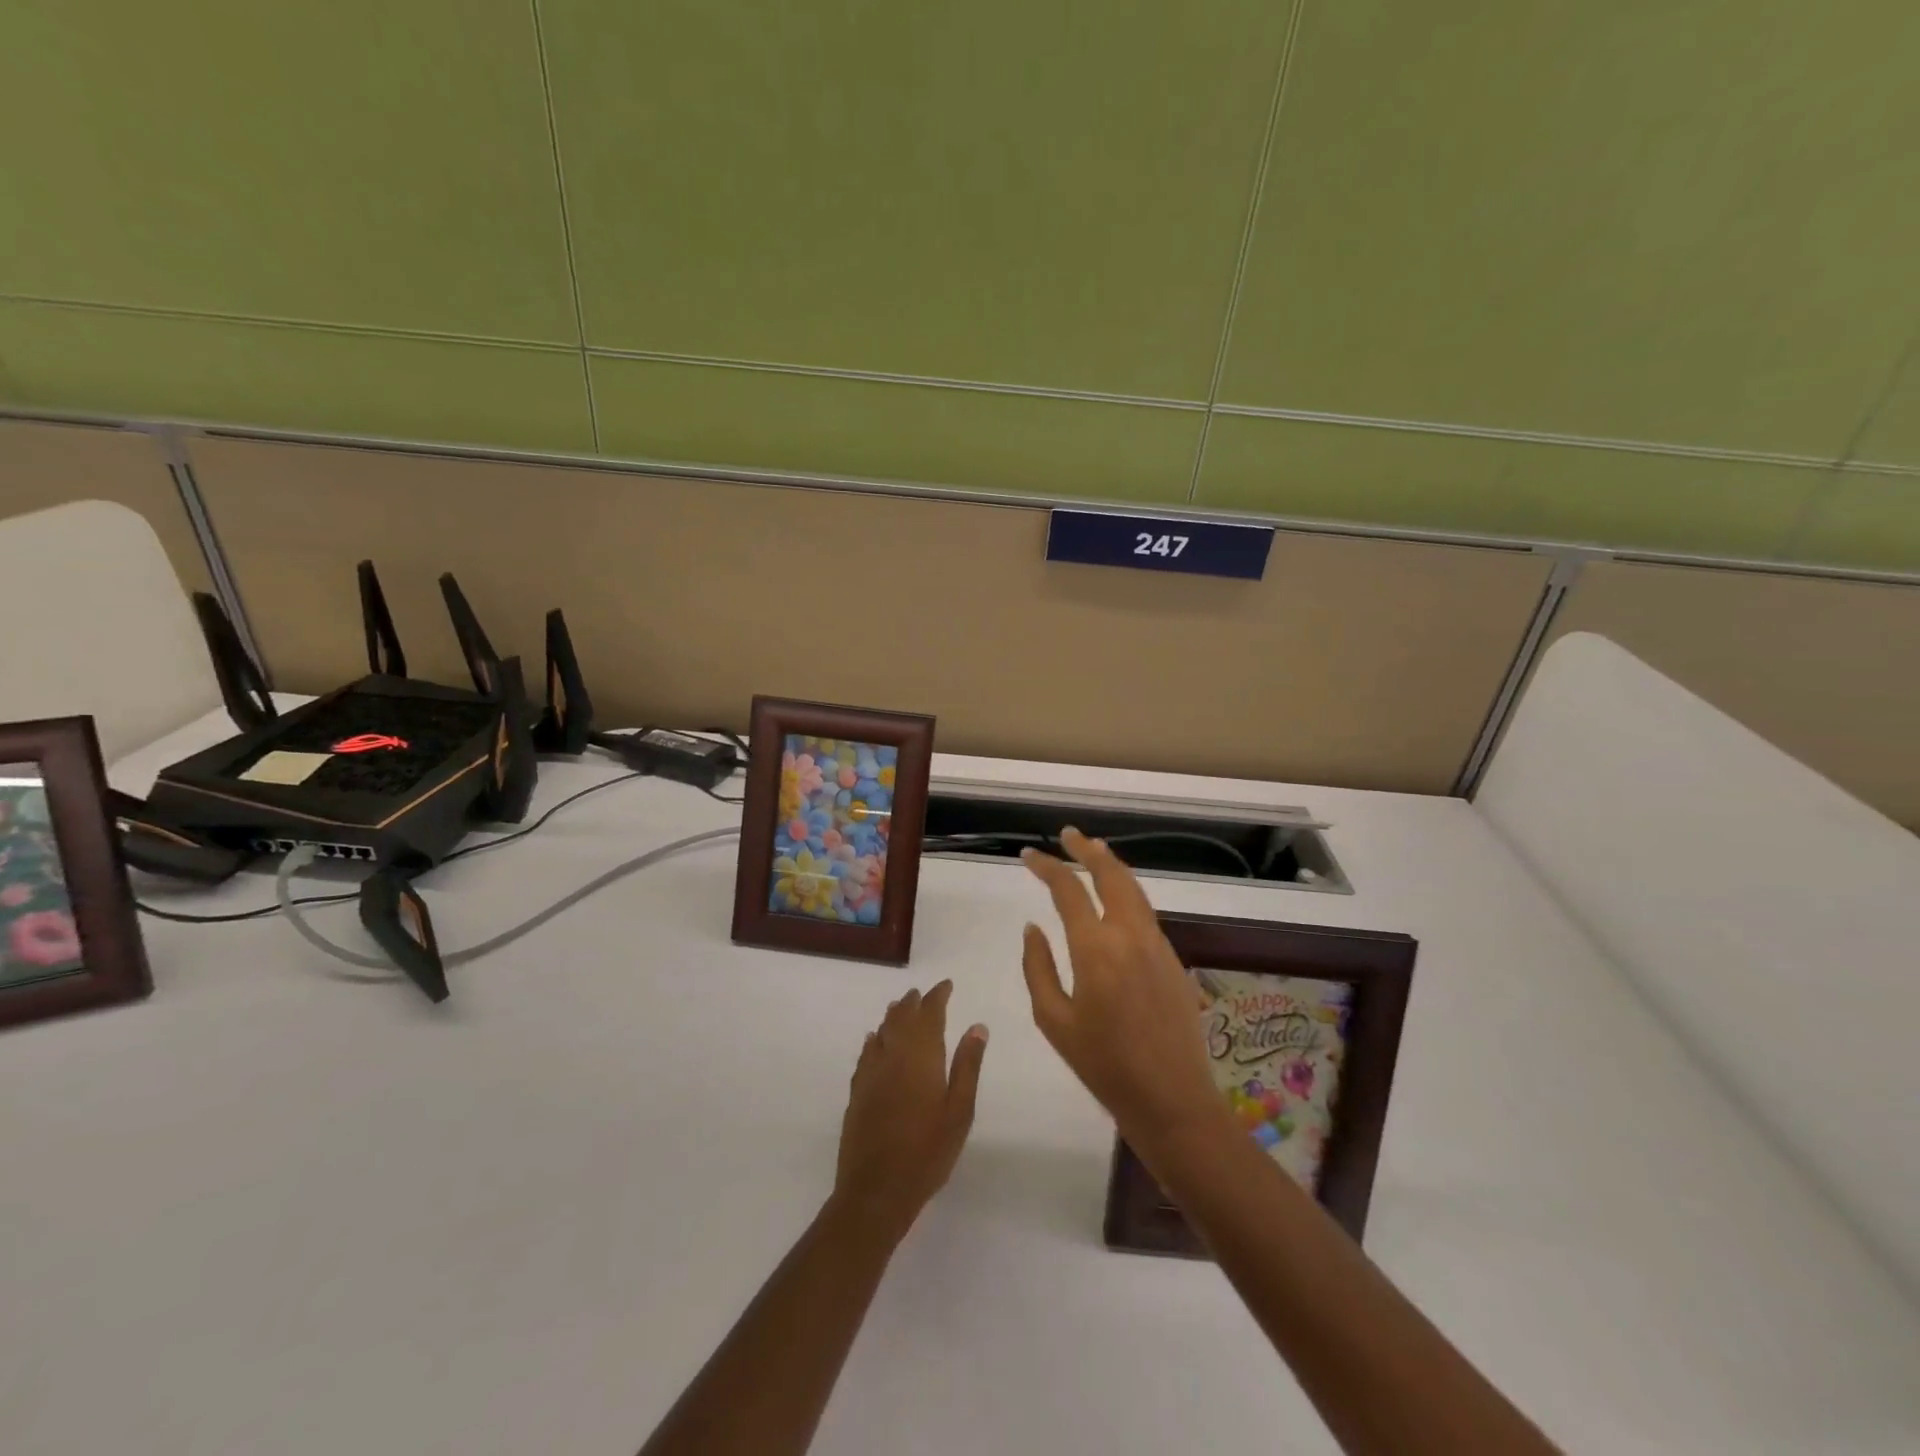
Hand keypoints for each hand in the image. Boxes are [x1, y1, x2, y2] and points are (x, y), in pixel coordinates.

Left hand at [831, 981, 987, 1244]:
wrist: (877, 1189)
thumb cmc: (928, 1151)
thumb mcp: (960, 1110)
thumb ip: (968, 1065)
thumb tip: (977, 1026)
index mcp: (921, 1056)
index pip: (929, 1013)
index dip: (937, 996)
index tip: (946, 985)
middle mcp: (893, 1055)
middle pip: (902, 1017)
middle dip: (914, 1002)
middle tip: (924, 994)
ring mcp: (871, 1073)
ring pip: (882, 1032)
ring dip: (893, 1016)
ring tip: (902, 1007)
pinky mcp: (857, 1091)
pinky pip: (866, 1053)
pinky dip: (874, 1040)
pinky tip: (875, 1040)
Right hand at [1020, 828, 1223, 1152]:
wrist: (1171, 1099)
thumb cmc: (1103, 1065)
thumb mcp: (1053, 1019)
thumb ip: (1037, 966)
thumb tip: (1033, 927)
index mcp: (1095, 949)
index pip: (1068, 890)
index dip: (1046, 867)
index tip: (1027, 856)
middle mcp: (1129, 935)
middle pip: (1110, 874)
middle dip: (1086, 849)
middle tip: (1068, 835)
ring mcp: (1157, 944)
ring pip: (1134, 889)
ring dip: (1111, 865)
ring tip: (1092, 851)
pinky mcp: (1173, 958)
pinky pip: (1146, 912)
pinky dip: (1127, 891)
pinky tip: (1116, 897)